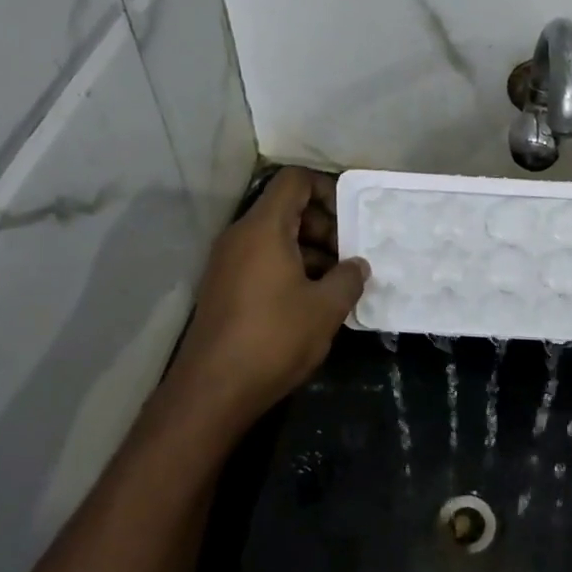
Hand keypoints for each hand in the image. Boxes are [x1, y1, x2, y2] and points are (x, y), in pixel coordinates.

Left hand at [163, 168, 367, 432]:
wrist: (214, 390)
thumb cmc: (274, 338)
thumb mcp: (325, 308)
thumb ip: (349, 278)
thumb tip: (358, 265)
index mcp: (263, 229)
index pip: (294, 181)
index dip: (327, 190)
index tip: (351, 221)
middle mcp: (240, 237)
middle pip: (286, 209)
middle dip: (324, 227)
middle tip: (350, 258)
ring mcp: (228, 263)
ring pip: (276, 238)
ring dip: (310, 252)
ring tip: (338, 284)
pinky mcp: (224, 288)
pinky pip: (262, 261)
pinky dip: (290, 269)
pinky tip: (312, 302)